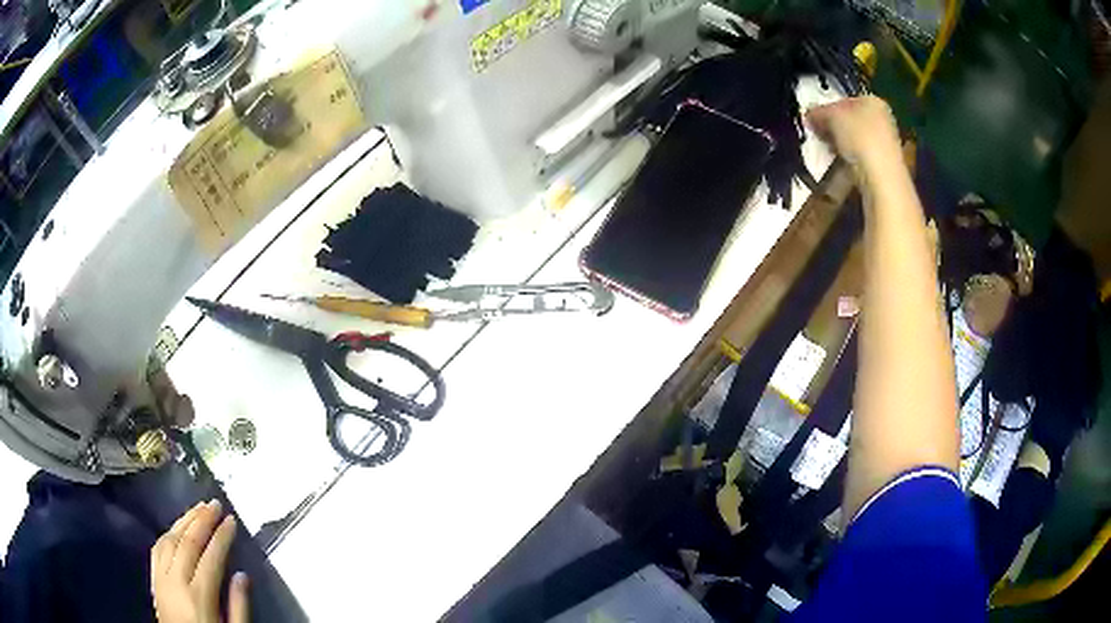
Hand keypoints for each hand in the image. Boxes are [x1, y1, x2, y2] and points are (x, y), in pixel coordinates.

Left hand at [151, 500, 248, 622]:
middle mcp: (176, 581)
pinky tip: (176, 527)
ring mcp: (161, 578)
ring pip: (169, 539)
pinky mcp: (153, 579)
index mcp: (199, 596)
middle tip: (214, 504)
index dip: (222, 536)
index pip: (211, 557)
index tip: (231, 521)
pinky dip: (167, 533)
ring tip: (197, 508)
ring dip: (184, 521)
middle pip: (187, 542)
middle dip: (202, 520)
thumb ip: (238, 606)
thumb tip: (243, 576)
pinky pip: (156, 548)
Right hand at [805, 96, 901, 171]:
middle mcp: (882, 119)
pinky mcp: (883, 166)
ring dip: (838, 145)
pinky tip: (840, 166)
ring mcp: (885, 144)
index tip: (813, 119)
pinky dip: (848, 161)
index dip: (826, 108)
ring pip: (854, 140)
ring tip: (826, 153)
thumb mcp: (832, 116)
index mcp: (873, 101)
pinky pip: (859, 158)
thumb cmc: (860, 138)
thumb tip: (809, 114)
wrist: (882, 179)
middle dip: (832, 127)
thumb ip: (818, 112)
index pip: (844, 100)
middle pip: (849, 120)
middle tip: (818, 135)